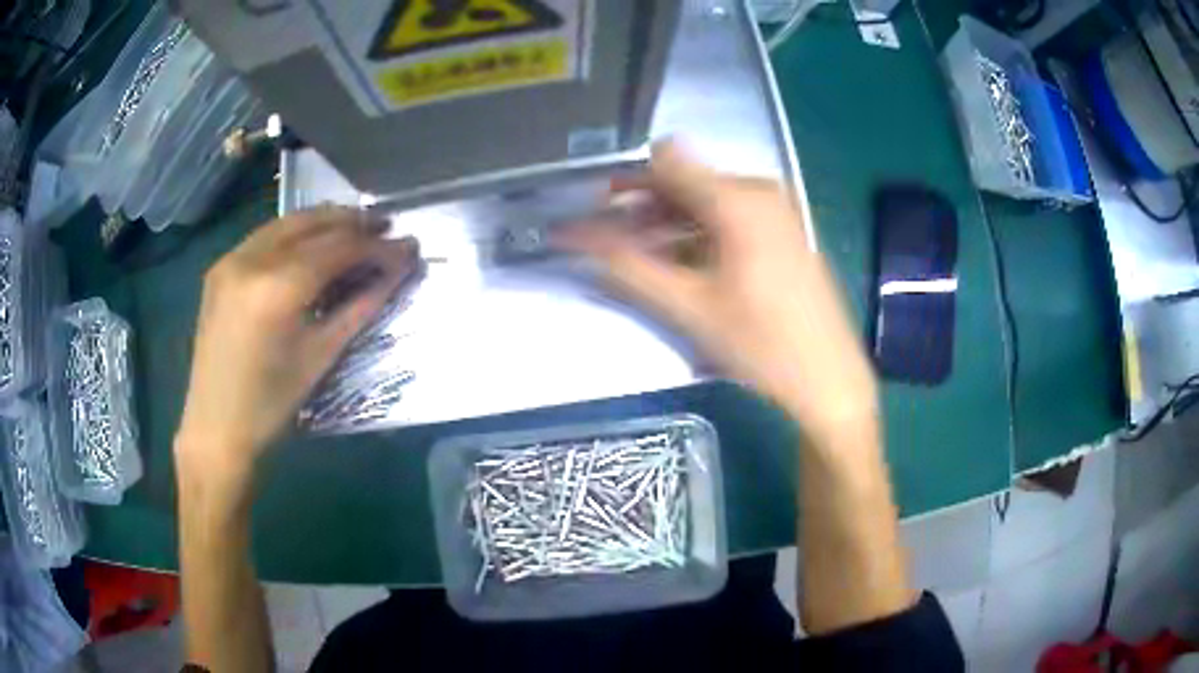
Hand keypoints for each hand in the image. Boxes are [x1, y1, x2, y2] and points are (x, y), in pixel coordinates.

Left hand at [175, 207, 419, 479]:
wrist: (215, 426)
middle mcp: (251, 259)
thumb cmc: (271, 404)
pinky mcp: (220, 266)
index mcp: (277, 288)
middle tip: (387, 227)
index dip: (377, 246)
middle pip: (313, 223)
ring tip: (357, 228)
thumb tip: (398, 273)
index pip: (338, 248)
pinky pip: (266, 236)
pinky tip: (313, 242)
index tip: (408, 247)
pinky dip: (296, 233)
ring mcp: (231, 259)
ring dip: (325, 221)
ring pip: (288, 222)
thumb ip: (361, 306)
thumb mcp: (321, 356)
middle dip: (353, 222)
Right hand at [559, 142, 876, 444]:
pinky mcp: (782, 232)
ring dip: (667, 223)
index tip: (592, 208)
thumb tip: (573, 237)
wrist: (830, 379)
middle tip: (607, 241)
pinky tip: (679, 266)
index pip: (665, 162)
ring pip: (705, 201)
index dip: (624, 180)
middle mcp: (758, 192)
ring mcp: (776, 211)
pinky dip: (697, 234)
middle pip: (685, 181)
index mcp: (738, 199)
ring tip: (637, 258)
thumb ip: (627, 266)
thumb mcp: (689, 308)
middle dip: (642, 207)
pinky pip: (728, 218)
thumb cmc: (762, 345)